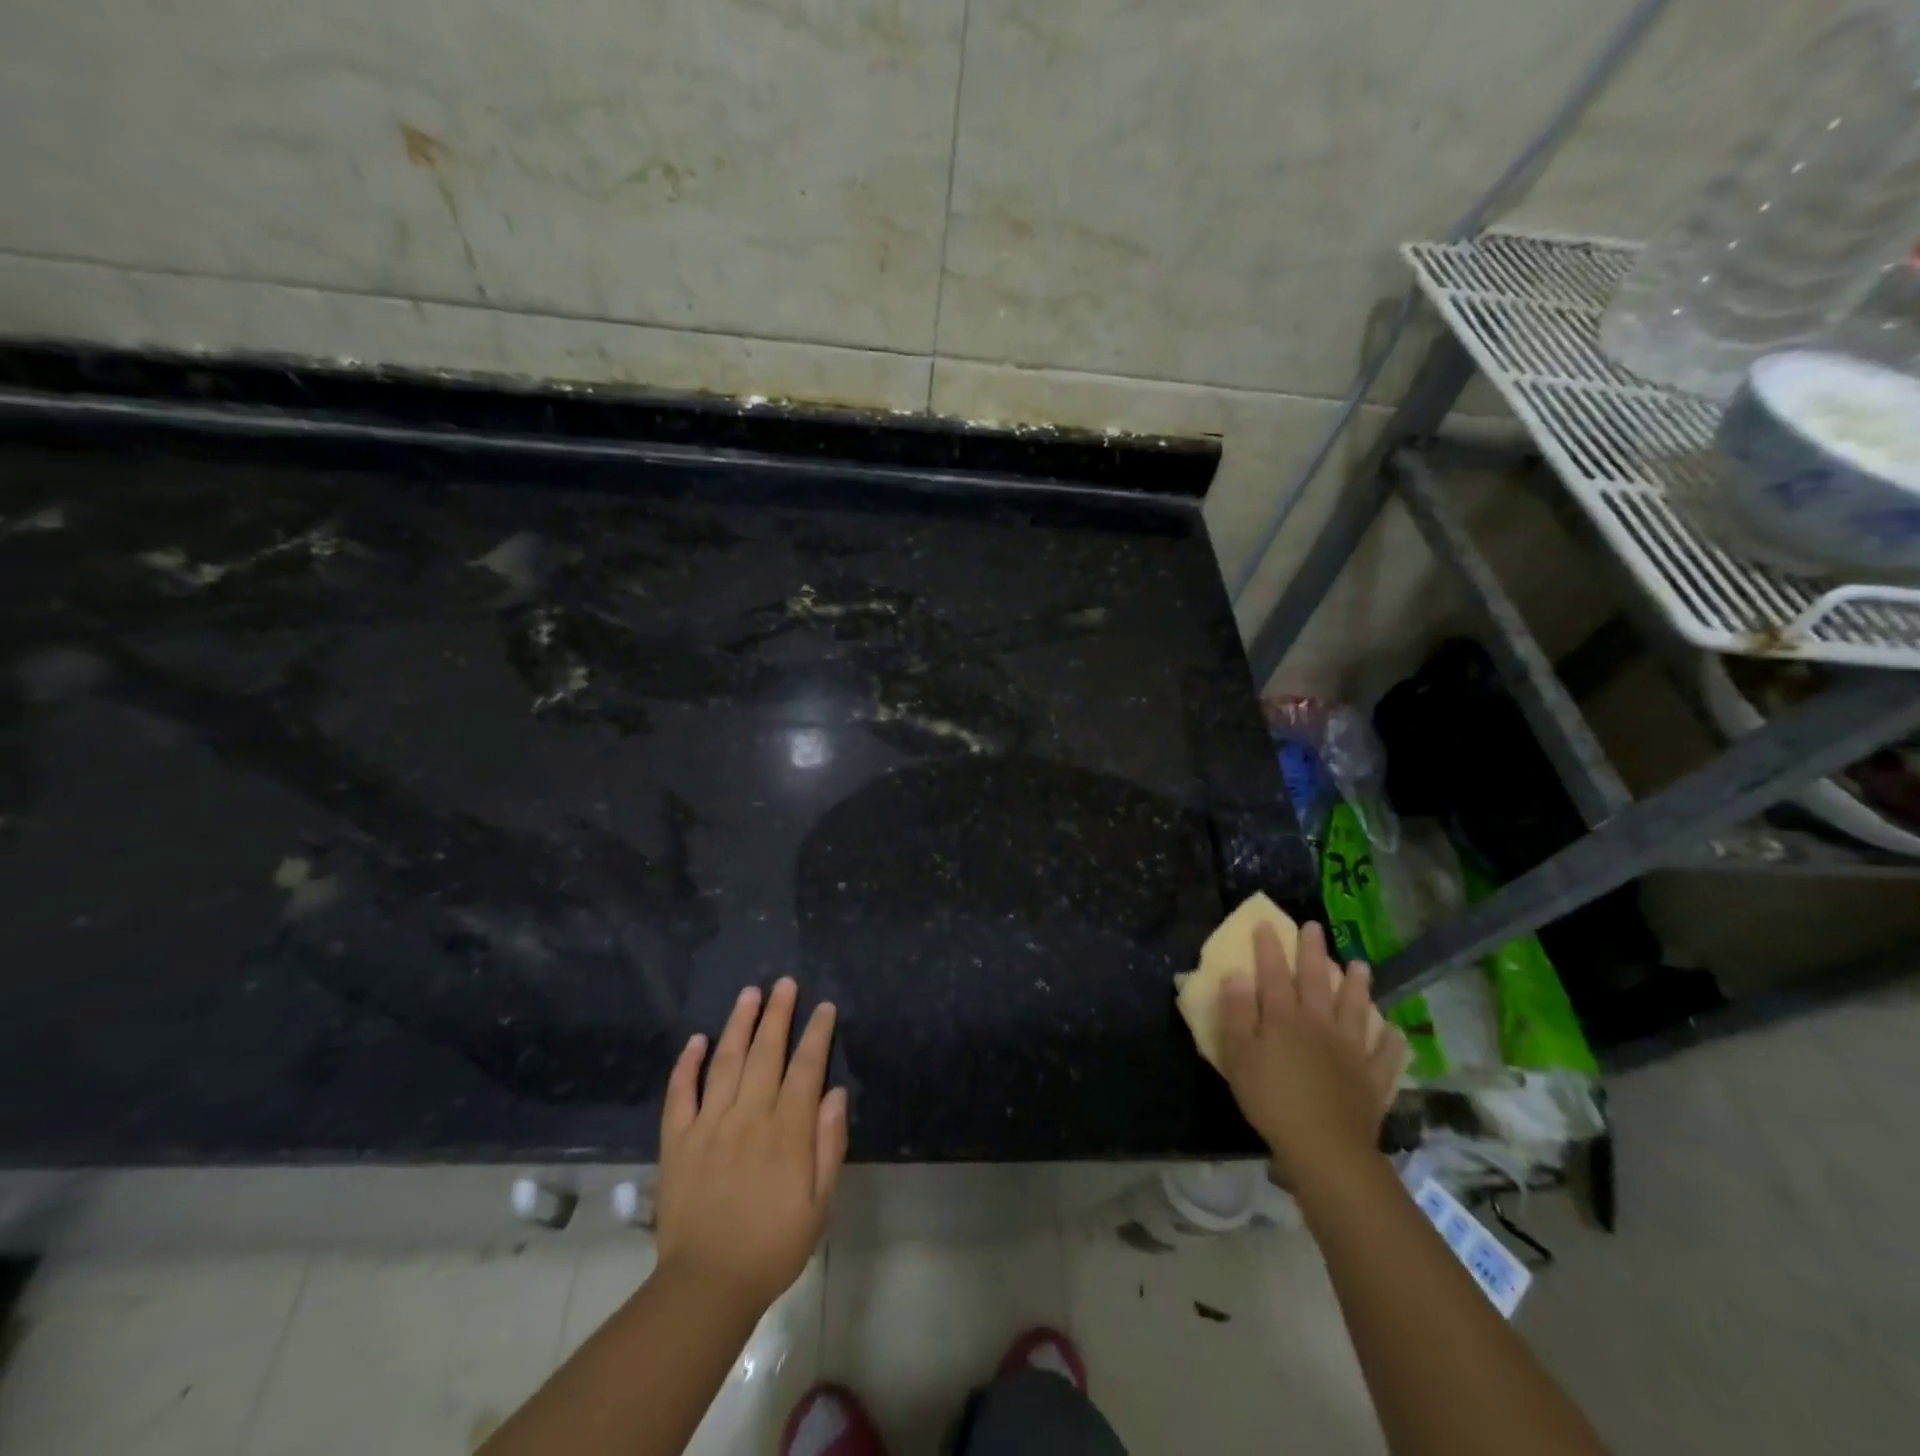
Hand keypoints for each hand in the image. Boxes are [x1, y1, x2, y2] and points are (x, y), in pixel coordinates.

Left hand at [654, 978, 847, 1315]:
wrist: (706, 1287)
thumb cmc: (772, 1246)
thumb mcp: (819, 1205)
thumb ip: (829, 1145)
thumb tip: (835, 1093)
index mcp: (786, 1132)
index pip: (805, 1068)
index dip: (816, 1034)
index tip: (824, 1007)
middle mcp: (748, 1117)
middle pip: (766, 1053)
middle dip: (778, 1014)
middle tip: (785, 983)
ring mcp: (709, 1125)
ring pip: (726, 1062)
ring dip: (739, 1024)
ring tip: (749, 993)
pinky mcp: (678, 1141)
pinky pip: (680, 1093)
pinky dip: (687, 1064)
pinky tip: (696, 1039)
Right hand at [1217, 921, 1407, 1184]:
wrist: (1324, 1147)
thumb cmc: (1271, 1099)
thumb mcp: (1238, 1055)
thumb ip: (1237, 1013)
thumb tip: (1236, 974)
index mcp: (1284, 1018)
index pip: (1274, 974)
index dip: (1269, 948)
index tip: (1267, 923)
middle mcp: (1319, 1024)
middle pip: (1316, 981)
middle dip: (1313, 952)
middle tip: (1315, 927)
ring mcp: (1350, 1050)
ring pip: (1355, 1009)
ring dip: (1358, 986)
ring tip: (1360, 965)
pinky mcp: (1372, 1078)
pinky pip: (1385, 1056)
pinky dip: (1390, 1042)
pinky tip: (1394, 1031)